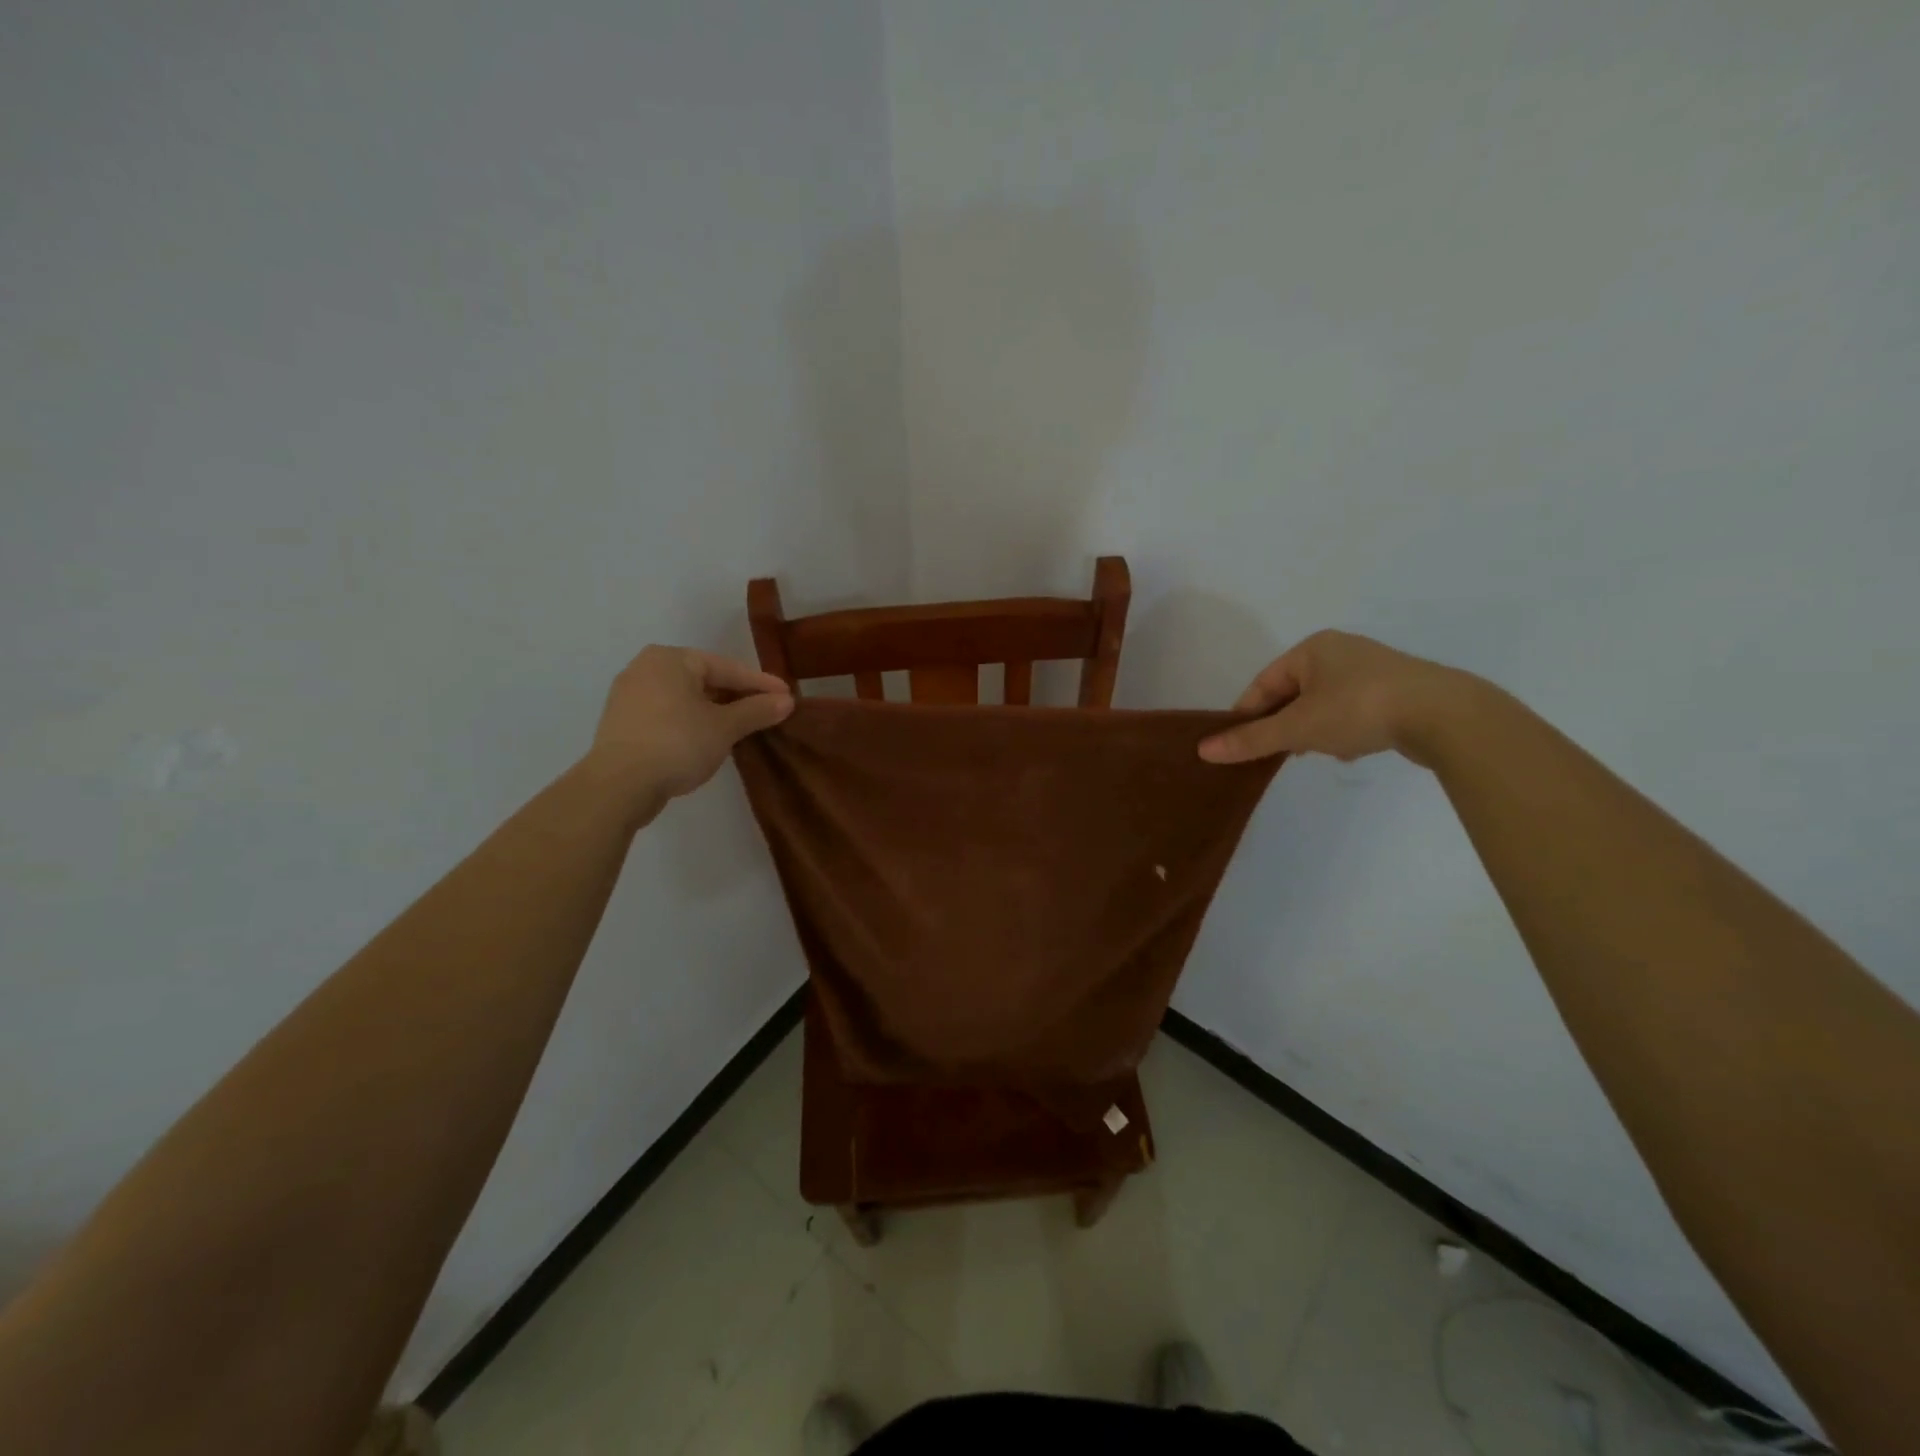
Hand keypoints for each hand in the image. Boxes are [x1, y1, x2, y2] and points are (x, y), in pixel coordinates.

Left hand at [586, 646, 792, 804]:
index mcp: (671, 659)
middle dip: (737, 697)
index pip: (727, 668)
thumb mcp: (725, 727)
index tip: (788, 696)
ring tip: (742, 727)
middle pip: (705, 680)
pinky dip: (692, 722)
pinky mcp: (623, 723)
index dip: (761, 684)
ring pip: (686, 698)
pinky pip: (668, 714)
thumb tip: (786, 701)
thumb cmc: (677, 743)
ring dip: (715, 712)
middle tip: (767, 712)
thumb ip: (757, 711)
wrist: (619, 786)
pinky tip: (709, 739)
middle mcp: (646, 668)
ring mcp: (629, 696)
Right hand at [1198, 630, 1473, 765]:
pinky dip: (1343, 730)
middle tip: (1280, 752)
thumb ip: (1251, 740)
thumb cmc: (1358, 709)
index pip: (1263, 683)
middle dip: (1286, 725)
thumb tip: (1203, 751)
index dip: (1248, 714)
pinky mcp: (1397, 690)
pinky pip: (1352, 711)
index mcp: (1313, 648)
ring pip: (1323, 705)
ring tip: (1319, 752)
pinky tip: (1350, 749)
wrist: (1444, 715)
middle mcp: (1341, 651)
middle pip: (1293, 694)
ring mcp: (1373, 669)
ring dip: (1314, 730)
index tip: (1239, 744)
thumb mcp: (1298, 728)